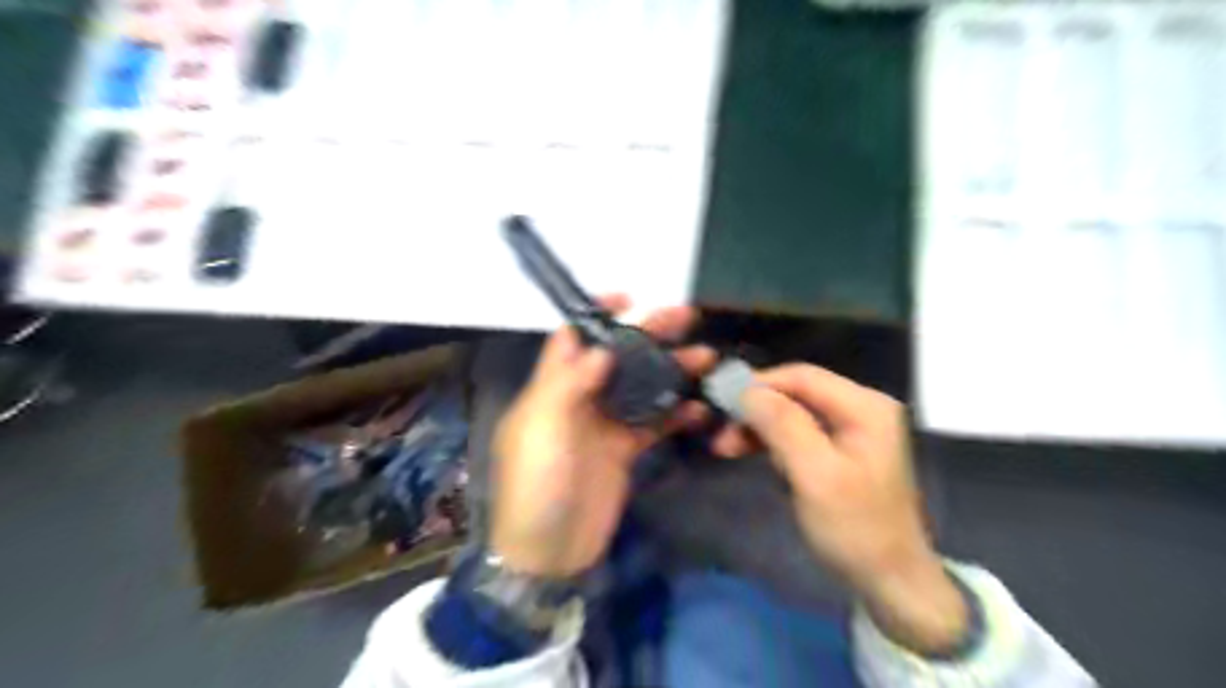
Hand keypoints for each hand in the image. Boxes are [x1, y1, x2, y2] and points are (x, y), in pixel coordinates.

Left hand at [492, 297, 718, 579]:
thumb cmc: (536, 484)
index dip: (598, 314)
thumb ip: (568, 383)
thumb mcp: (541, 429)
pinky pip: (654, 424)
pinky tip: (701, 407)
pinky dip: (676, 414)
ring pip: (641, 387)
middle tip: (686, 318)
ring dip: (671, 371)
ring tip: (706, 359)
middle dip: (649, 336)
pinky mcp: (624, 450)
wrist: (549, 552)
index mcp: (553, 388)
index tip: (630, 298)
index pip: (574, 338)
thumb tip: (601, 348)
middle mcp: (580, 399)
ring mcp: (605, 424)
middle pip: (617, 358)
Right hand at [709, 366, 966, 654]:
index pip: (802, 376)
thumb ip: (783, 426)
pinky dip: (772, 442)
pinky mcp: (840, 450)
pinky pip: (799, 433)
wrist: (891, 582)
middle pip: (797, 393)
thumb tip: (746, 390)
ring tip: (727, 448)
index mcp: (865, 406)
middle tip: (721, 435)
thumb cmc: (856, 529)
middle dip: (756, 410)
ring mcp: (852, 429)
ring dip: (759, 427)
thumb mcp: (816, 475)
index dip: (759, 384)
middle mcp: (861, 408)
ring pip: (793, 413)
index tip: (721, 402)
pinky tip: (752, 455)